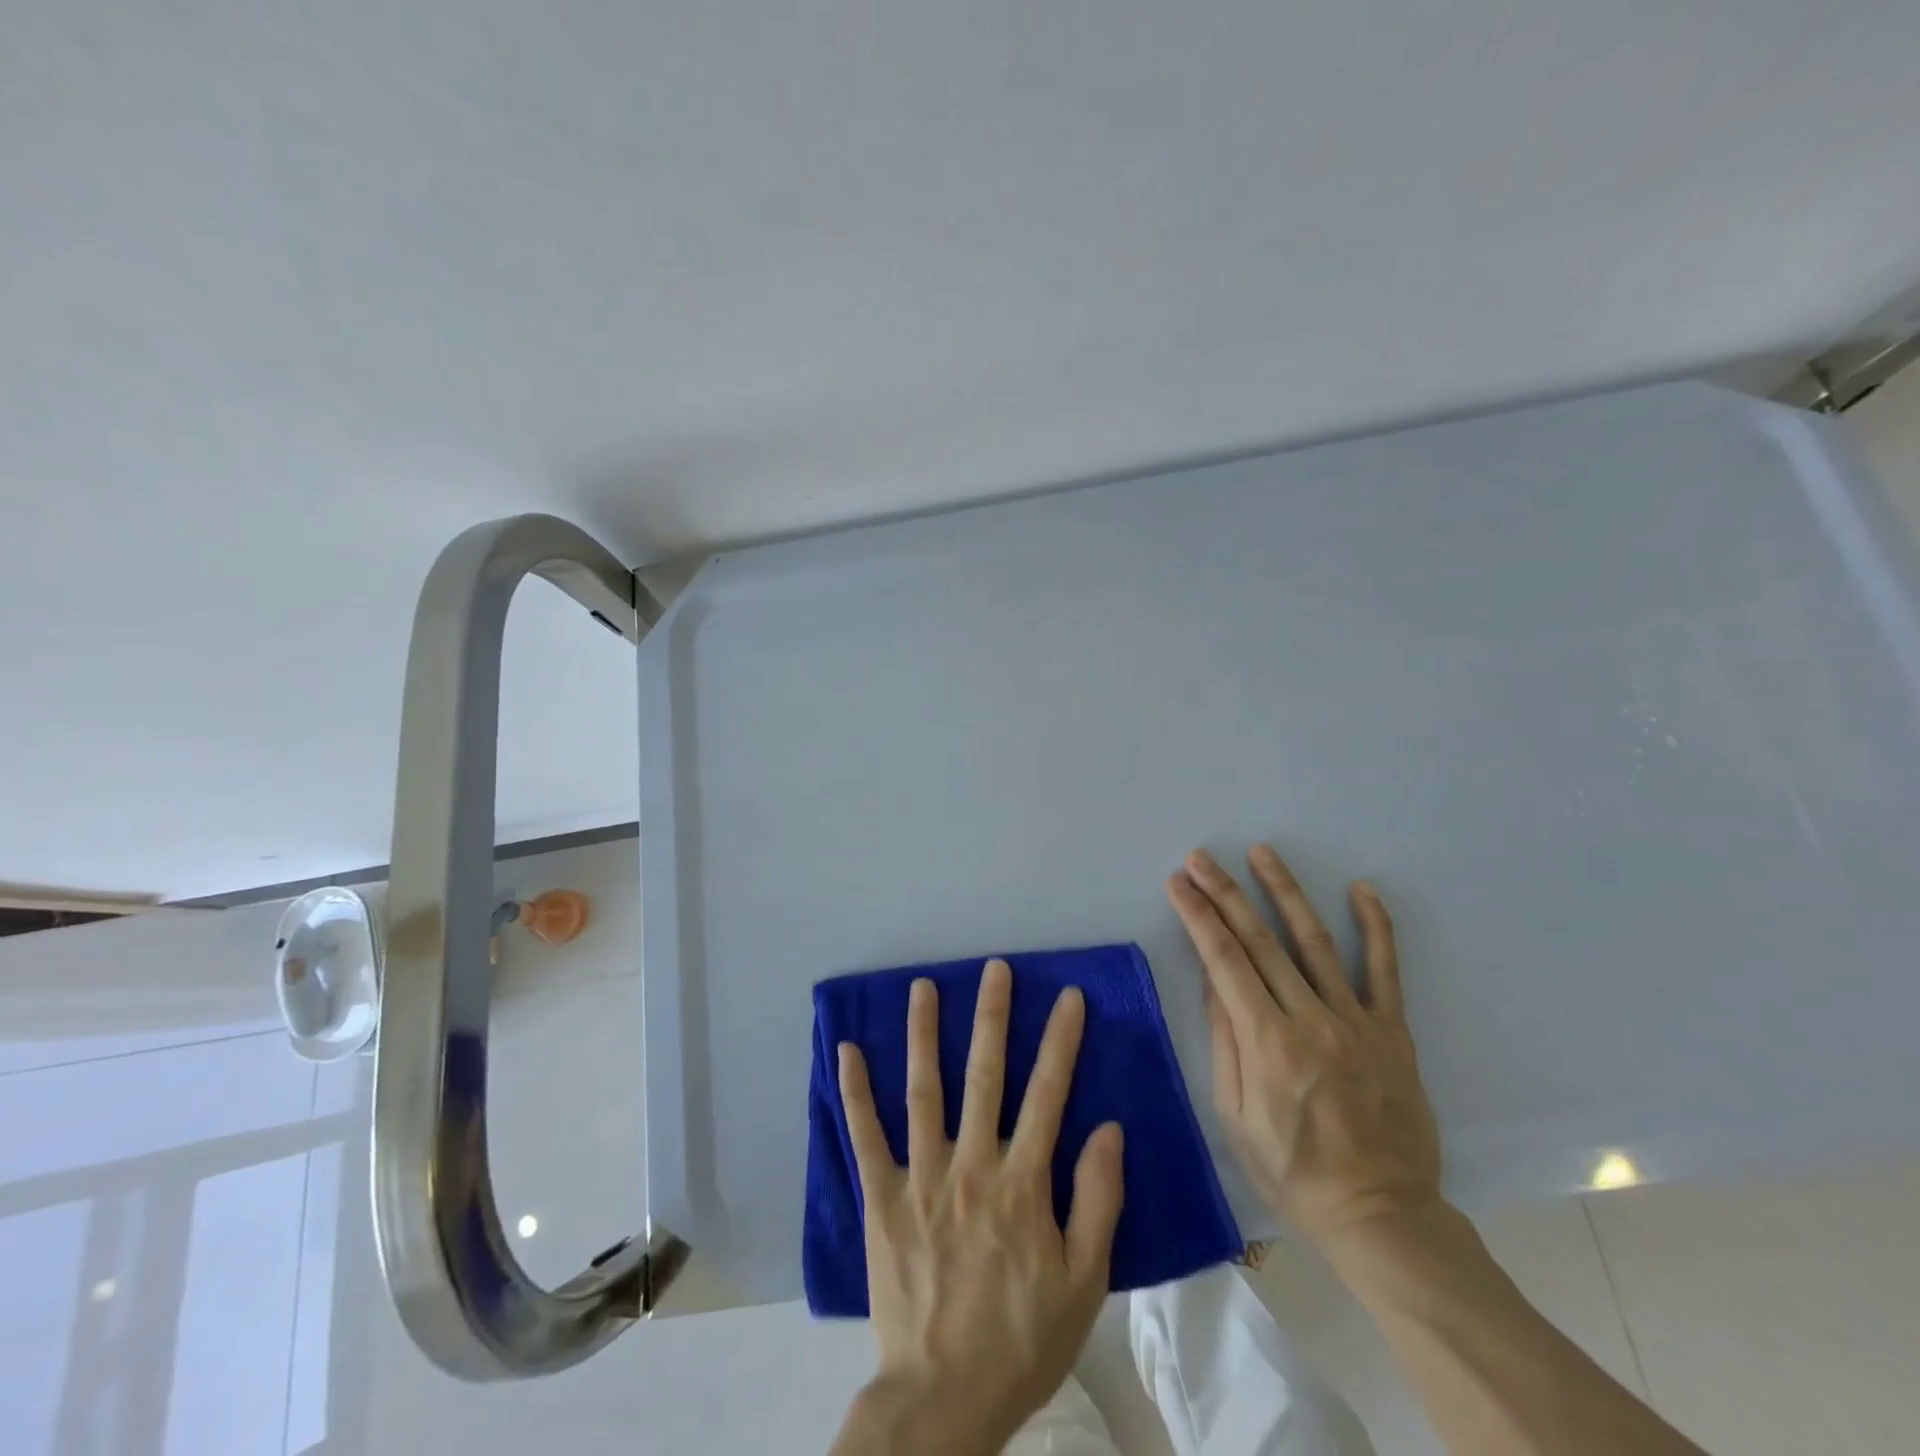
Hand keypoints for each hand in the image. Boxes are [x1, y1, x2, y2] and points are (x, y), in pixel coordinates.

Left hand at [832, 960, 1124, 1455]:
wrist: (944, 1398)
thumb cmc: (1022, 1339)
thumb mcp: (1084, 1281)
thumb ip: (1098, 1200)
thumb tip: (1107, 1127)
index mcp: (1023, 1182)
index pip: (1048, 1094)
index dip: (1060, 1041)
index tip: (1070, 997)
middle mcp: (971, 1165)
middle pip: (984, 1075)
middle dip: (993, 1016)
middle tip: (995, 969)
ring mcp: (922, 1177)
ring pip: (923, 1091)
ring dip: (923, 1035)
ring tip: (922, 986)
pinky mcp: (882, 1198)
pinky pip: (865, 1137)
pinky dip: (855, 1093)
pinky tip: (847, 1051)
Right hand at [1166, 845, 1441, 1249]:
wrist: (1381, 1215)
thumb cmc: (1291, 1171)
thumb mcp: (1234, 1115)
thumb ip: (1224, 1041)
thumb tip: (1212, 979)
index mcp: (1266, 1042)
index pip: (1223, 960)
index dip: (1198, 916)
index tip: (1178, 883)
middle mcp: (1309, 1019)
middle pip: (1260, 940)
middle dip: (1225, 892)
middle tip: (1201, 857)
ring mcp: (1356, 1021)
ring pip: (1315, 940)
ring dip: (1285, 891)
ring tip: (1262, 852)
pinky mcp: (1392, 1031)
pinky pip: (1385, 970)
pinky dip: (1375, 926)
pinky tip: (1361, 888)